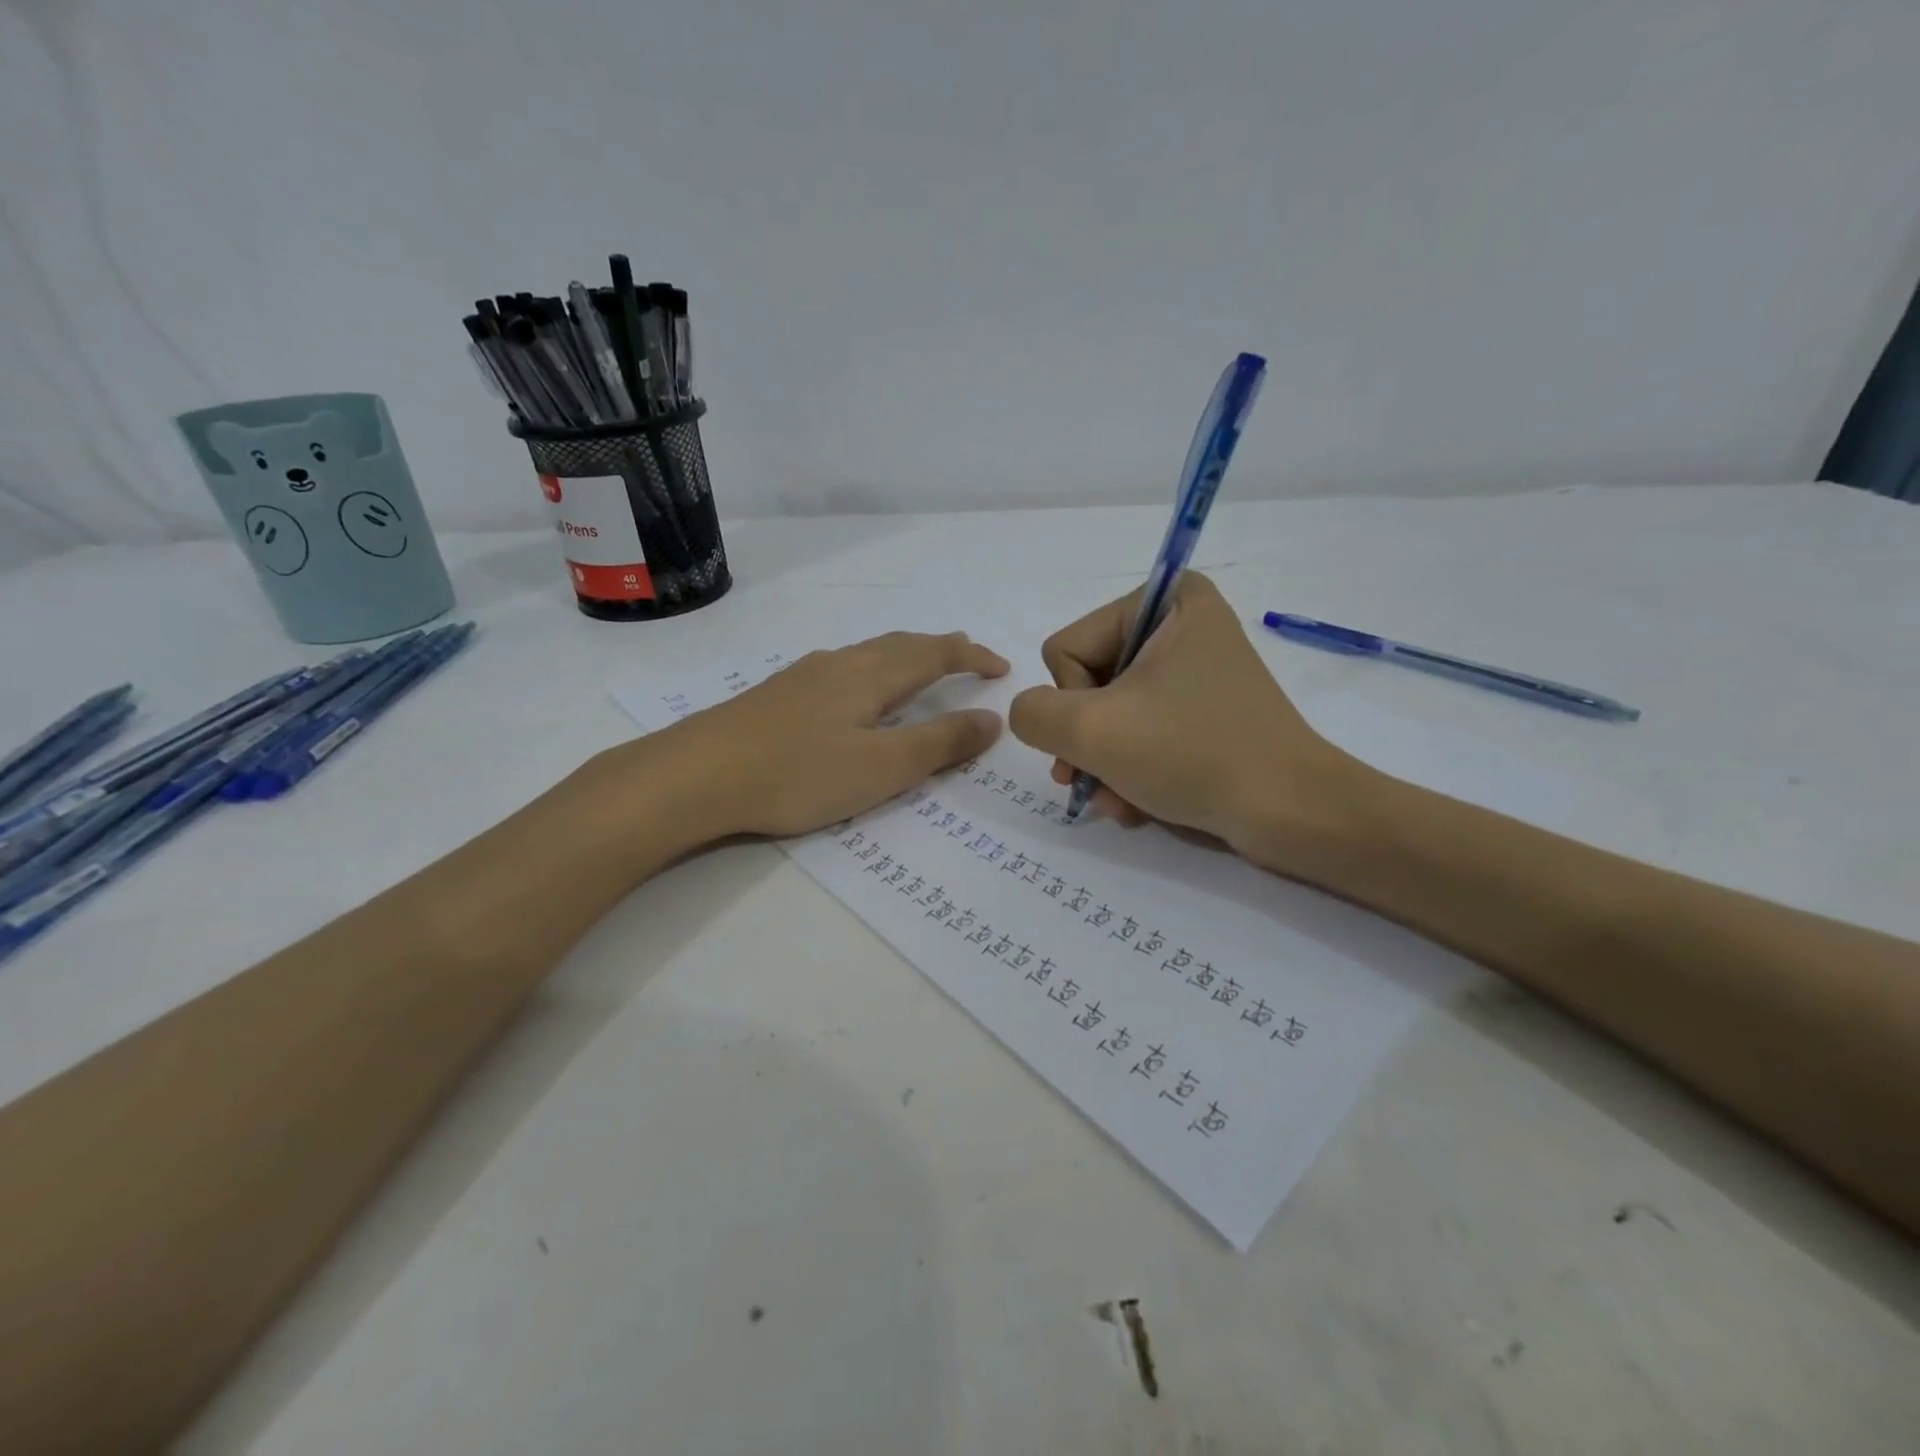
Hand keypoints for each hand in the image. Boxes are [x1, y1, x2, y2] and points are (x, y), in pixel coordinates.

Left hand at [651, 631, 1008, 838]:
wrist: (695, 775)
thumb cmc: (798, 773)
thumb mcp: (882, 768)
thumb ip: (940, 744)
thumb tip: (992, 719)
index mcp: (871, 676)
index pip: (935, 654)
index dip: (973, 658)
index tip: (1002, 669)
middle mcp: (840, 664)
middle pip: (901, 645)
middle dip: (941, 649)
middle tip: (968, 659)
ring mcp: (803, 676)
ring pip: (868, 654)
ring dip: (904, 657)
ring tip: (919, 670)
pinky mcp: (776, 695)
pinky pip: (841, 669)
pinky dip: (871, 671)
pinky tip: (853, 693)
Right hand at [1007, 574, 1363, 855]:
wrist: (1291, 813)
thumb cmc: (1191, 754)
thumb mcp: (1091, 730)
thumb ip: (1033, 713)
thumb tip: (1033, 716)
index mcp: (1165, 601)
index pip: (1067, 649)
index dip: (1074, 703)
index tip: (1105, 735)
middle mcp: (1180, 626)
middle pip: (1087, 683)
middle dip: (1086, 742)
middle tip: (1091, 783)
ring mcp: (1193, 673)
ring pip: (1110, 715)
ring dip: (1103, 764)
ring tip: (1118, 801)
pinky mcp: (1203, 713)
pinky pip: (1142, 732)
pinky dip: (1130, 770)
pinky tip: (1136, 803)